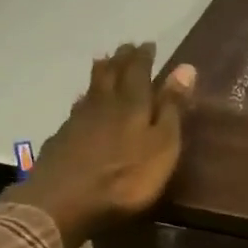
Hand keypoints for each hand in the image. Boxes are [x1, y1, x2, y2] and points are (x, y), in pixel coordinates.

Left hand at [6, 43, 195, 247]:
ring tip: (104, 62)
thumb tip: (185, 68)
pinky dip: (84, 99)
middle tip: (126, 46)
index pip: (139, 71)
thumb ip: (172, 108)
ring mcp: (78, 121)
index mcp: (132, 104)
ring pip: (92, 89)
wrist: (63, 203)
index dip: (144, 57)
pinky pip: (77, 109)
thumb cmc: (125, 179)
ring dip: (101, 73)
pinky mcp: (62, 139)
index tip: (148, 44)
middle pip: (111, 74)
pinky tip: (82, 103)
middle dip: (121, 59)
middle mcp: (103, 105)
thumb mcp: (162, 146)